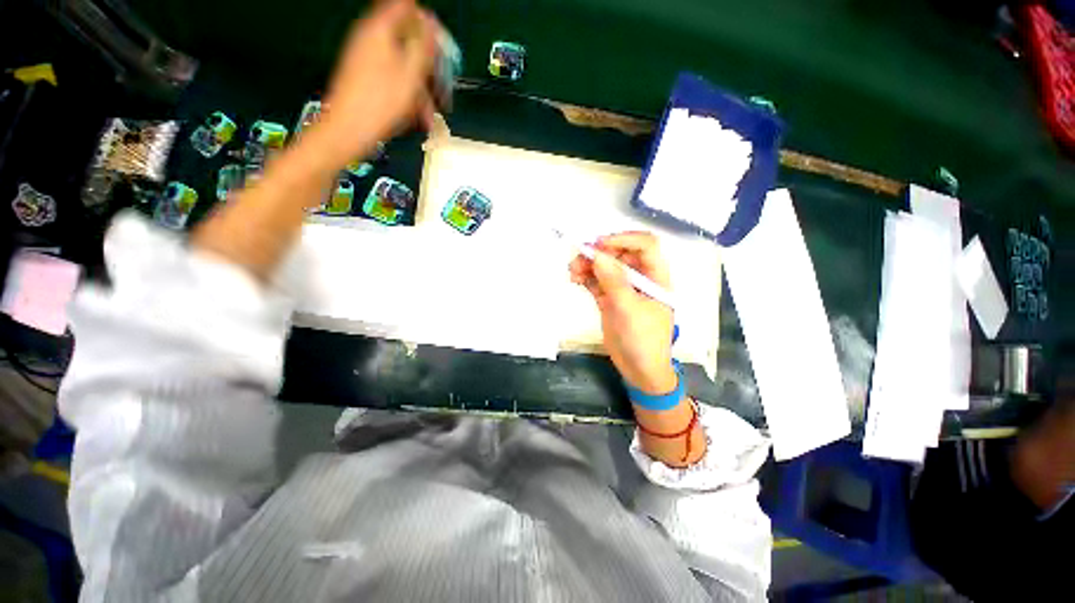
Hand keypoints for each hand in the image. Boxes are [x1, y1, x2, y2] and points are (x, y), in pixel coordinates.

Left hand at [311, 0, 441, 166]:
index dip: (427, 23)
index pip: (407, 8)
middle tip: (443, 88)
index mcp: (381, 30)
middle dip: (428, 65)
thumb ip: (423, 45)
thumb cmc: (382, 103)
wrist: (349, 130)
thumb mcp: (411, 75)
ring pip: (403, 64)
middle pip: (407, 41)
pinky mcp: (365, 78)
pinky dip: (408, 94)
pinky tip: (419, 117)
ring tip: (431, 115)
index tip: (441, 46)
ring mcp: (366, 58)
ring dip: (421, 88)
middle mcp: (372, 39)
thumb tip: (431, 21)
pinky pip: (393, 78)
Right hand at [569, 232, 676, 394]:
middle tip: (579, 257)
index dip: (623, 239)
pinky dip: (585, 277)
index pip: (645, 246)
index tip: (599, 245)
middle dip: (599, 252)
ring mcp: (623, 289)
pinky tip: (574, 278)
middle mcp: (640, 278)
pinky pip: (596, 281)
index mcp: (656, 277)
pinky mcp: (609, 299)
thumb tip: (597, 255)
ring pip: (605, 267)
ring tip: (572, 270)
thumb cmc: (644, 340)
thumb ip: (614, 281)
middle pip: (620, 254)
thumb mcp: (630, 310)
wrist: (639, 370)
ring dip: (588, 264)